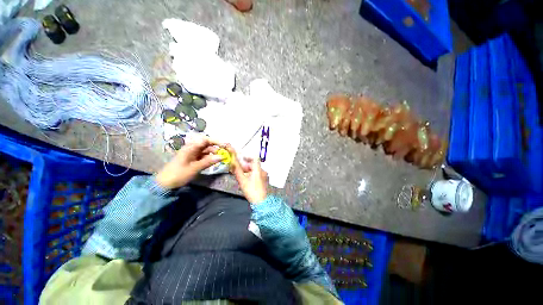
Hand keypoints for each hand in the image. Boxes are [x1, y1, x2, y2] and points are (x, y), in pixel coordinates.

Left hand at [156, 136, 223, 188]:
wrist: (165, 184)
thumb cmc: (178, 174)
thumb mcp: (194, 168)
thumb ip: (208, 161)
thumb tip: (222, 156)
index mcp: (190, 148)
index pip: (206, 140)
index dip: (216, 142)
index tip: (225, 146)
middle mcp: (192, 149)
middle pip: (207, 145)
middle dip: (216, 148)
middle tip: (225, 154)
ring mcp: (192, 154)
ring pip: (206, 151)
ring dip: (214, 154)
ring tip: (221, 159)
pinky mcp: (193, 160)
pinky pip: (203, 157)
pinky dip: (209, 158)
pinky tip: (215, 162)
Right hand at [230, 151, 268, 203]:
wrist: (261, 202)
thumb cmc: (253, 192)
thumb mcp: (242, 180)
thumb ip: (237, 170)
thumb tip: (233, 162)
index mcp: (258, 169)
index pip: (254, 158)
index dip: (247, 157)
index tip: (241, 158)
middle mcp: (262, 171)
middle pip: (254, 164)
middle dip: (245, 165)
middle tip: (239, 168)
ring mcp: (264, 176)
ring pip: (255, 169)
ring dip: (248, 170)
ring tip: (241, 175)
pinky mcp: (264, 180)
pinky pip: (257, 174)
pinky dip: (251, 174)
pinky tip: (247, 179)